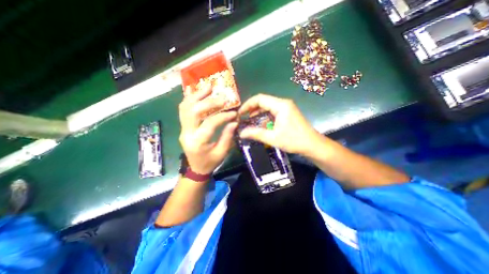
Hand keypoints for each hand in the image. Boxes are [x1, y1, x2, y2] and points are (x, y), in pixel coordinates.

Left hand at [179, 84, 238, 173]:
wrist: (196, 168)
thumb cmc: (210, 162)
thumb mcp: (222, 153)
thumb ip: (227, 136)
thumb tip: (234, 121)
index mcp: (198, 142)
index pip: (210, 123)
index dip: (223, 116)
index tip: (233, 112)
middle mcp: (187, 133)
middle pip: (193, 111)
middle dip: (208, 101)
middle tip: (220, 96)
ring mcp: (183, 129)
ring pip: (185, 107)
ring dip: (196, 95)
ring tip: (207, 87)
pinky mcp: (183, 127)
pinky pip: (183, 110)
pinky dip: (189, 99)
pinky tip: (196, 92)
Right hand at [239, 94, 325, 155]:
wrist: (313, 145)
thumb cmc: (294, 141)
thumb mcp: (273, 138)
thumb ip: (256, 134)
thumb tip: (241, 133)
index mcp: (280, 105)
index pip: (259, 99)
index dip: (248, 105)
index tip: (240, 114)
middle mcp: (283, 103)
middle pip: (263, 101)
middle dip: (252, 109)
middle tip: (243, 119)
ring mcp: (286, 108)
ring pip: (268, 107)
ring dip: (258, 114)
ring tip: (250, 122)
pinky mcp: (287, 113)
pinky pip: (273, 111)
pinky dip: (265, 117)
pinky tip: (261, 124)